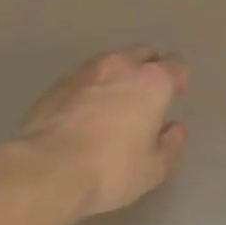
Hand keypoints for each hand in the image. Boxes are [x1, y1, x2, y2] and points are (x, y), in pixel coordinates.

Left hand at [16, 47, 189, 215]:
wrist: (47, 171)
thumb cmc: (111, 170)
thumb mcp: (154, 169)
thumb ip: (171, 144)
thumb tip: (176, 128)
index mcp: (152, 82)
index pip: (176, 65)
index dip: (177, 79)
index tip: (174, 96)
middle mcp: (121, 66)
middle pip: (143, 54)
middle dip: (148, 69)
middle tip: (145, 97)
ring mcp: (85, 71)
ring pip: (110, 63)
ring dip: (117, 77)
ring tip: (112, 104)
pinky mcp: (57, 84)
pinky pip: (83, 78)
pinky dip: (89, 89)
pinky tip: (83, 113)